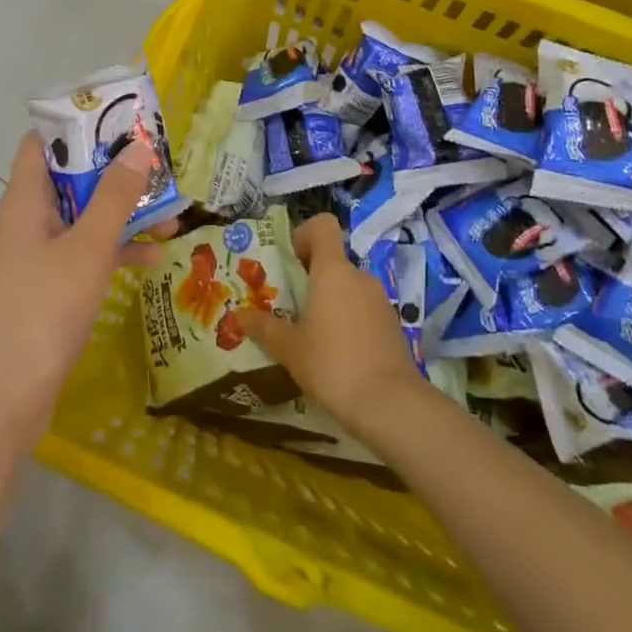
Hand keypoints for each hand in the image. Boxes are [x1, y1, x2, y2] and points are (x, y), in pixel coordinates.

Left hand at [0, 132, 163, 447]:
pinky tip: (154, 259)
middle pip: (71, 177)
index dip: (77, 125)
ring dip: (122, 212)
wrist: (5, 398)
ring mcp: (38, 255)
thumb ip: (115, 197)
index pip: (42, 142)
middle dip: (114, 170)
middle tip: (158, 163)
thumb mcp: (88, 248)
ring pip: (84, 217)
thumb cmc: (44, 309)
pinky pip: (86, 253)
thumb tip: (138, 147)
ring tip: (171, 211)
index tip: (119, 120)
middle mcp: (29, 219)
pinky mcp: (49, 286)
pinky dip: (115, 249)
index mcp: (26, 199)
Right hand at [239, 214, 430, 440]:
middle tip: (289, 307)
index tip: (290, 262)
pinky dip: (349, 322)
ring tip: (311, 336)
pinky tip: (337, 356)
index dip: (304, 235)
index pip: (322, 226)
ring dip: (330, 302)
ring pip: (348, 288)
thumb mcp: (289, 349)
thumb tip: (239, 315)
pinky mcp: (392, 327)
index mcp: (333, 270)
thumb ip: (264, 328)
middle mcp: (359, 277)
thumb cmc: (332, 364)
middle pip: (333, 261)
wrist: (391, 405)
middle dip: (311, 278)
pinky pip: (363, 311)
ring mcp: (380, 301)